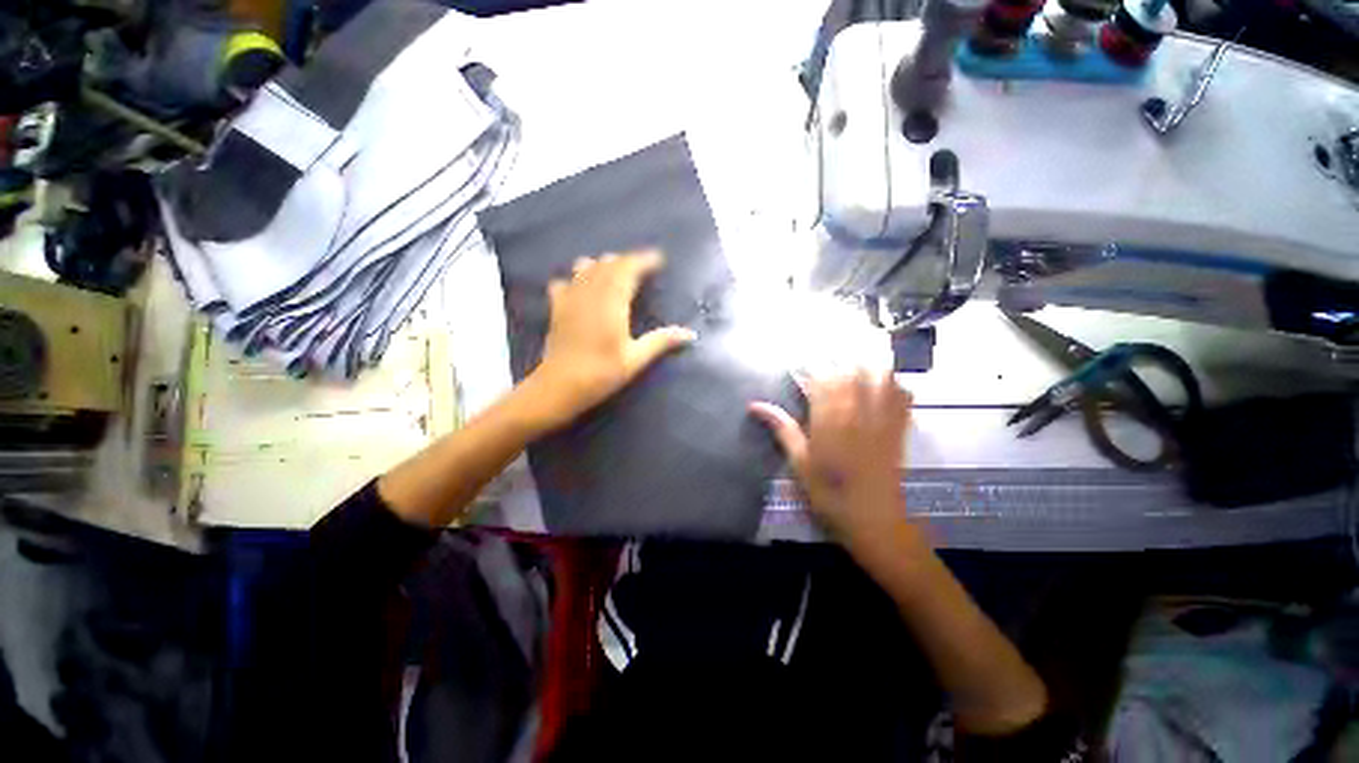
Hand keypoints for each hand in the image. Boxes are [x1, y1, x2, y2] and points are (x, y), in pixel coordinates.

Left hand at [524, 250, 695, 429]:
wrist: (559, 386)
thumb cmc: (601, 373)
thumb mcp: (635, 359)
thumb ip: (661, 341)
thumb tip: (690, 334)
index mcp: (612, 301)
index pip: (628, 268)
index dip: (644, 260)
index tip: (659, 260)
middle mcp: (590, 292)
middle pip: (608, 264)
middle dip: (627, 261)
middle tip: (643, 268)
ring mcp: (570, 297)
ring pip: (585, 267)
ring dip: (602, 265)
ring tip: (615, 273)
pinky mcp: (556, 307)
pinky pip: (565, 281)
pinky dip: (576, 278)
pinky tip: (581, 288)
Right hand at [750, 371, 911, 542]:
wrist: (874, 520)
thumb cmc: (829, 493)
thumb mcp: (799, 462)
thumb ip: (782, 428)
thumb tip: (755, 405)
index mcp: (831, 419)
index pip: (821, 379)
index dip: (810, 366)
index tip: (799, 364)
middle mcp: (858, 411)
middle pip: (850, 371)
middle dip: (835, 359)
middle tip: (822, 357)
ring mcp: (882, 417)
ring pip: (879, 376)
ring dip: (865, 364)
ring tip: (851, 361)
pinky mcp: (898, 427)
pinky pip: (902, 395)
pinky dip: (893, 382)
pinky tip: (883, 382)